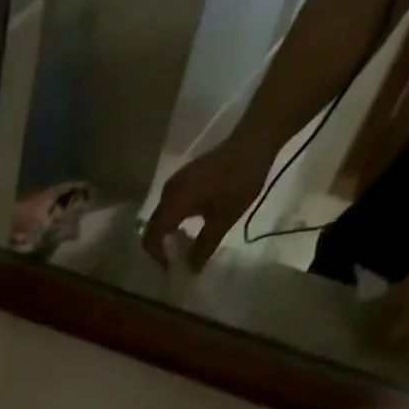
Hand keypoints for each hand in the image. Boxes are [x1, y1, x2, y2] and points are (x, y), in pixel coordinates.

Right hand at [142, 139, 274, 268]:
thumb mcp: (223, 219)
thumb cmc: (239, 180)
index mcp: (174, 203)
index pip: (153, 238)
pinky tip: (186, 227)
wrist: (256, 139)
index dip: (158, 257)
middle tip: (174, 261)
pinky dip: (172, 221)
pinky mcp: (184, 177)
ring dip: (165, 234)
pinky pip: (169, 206)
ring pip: (160, 217)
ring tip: (180, 247)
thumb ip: (204, 248)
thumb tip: (191, 270)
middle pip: (153, 227)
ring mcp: (175, 183)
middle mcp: (168, 193)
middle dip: (159, 248)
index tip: (171, 269)